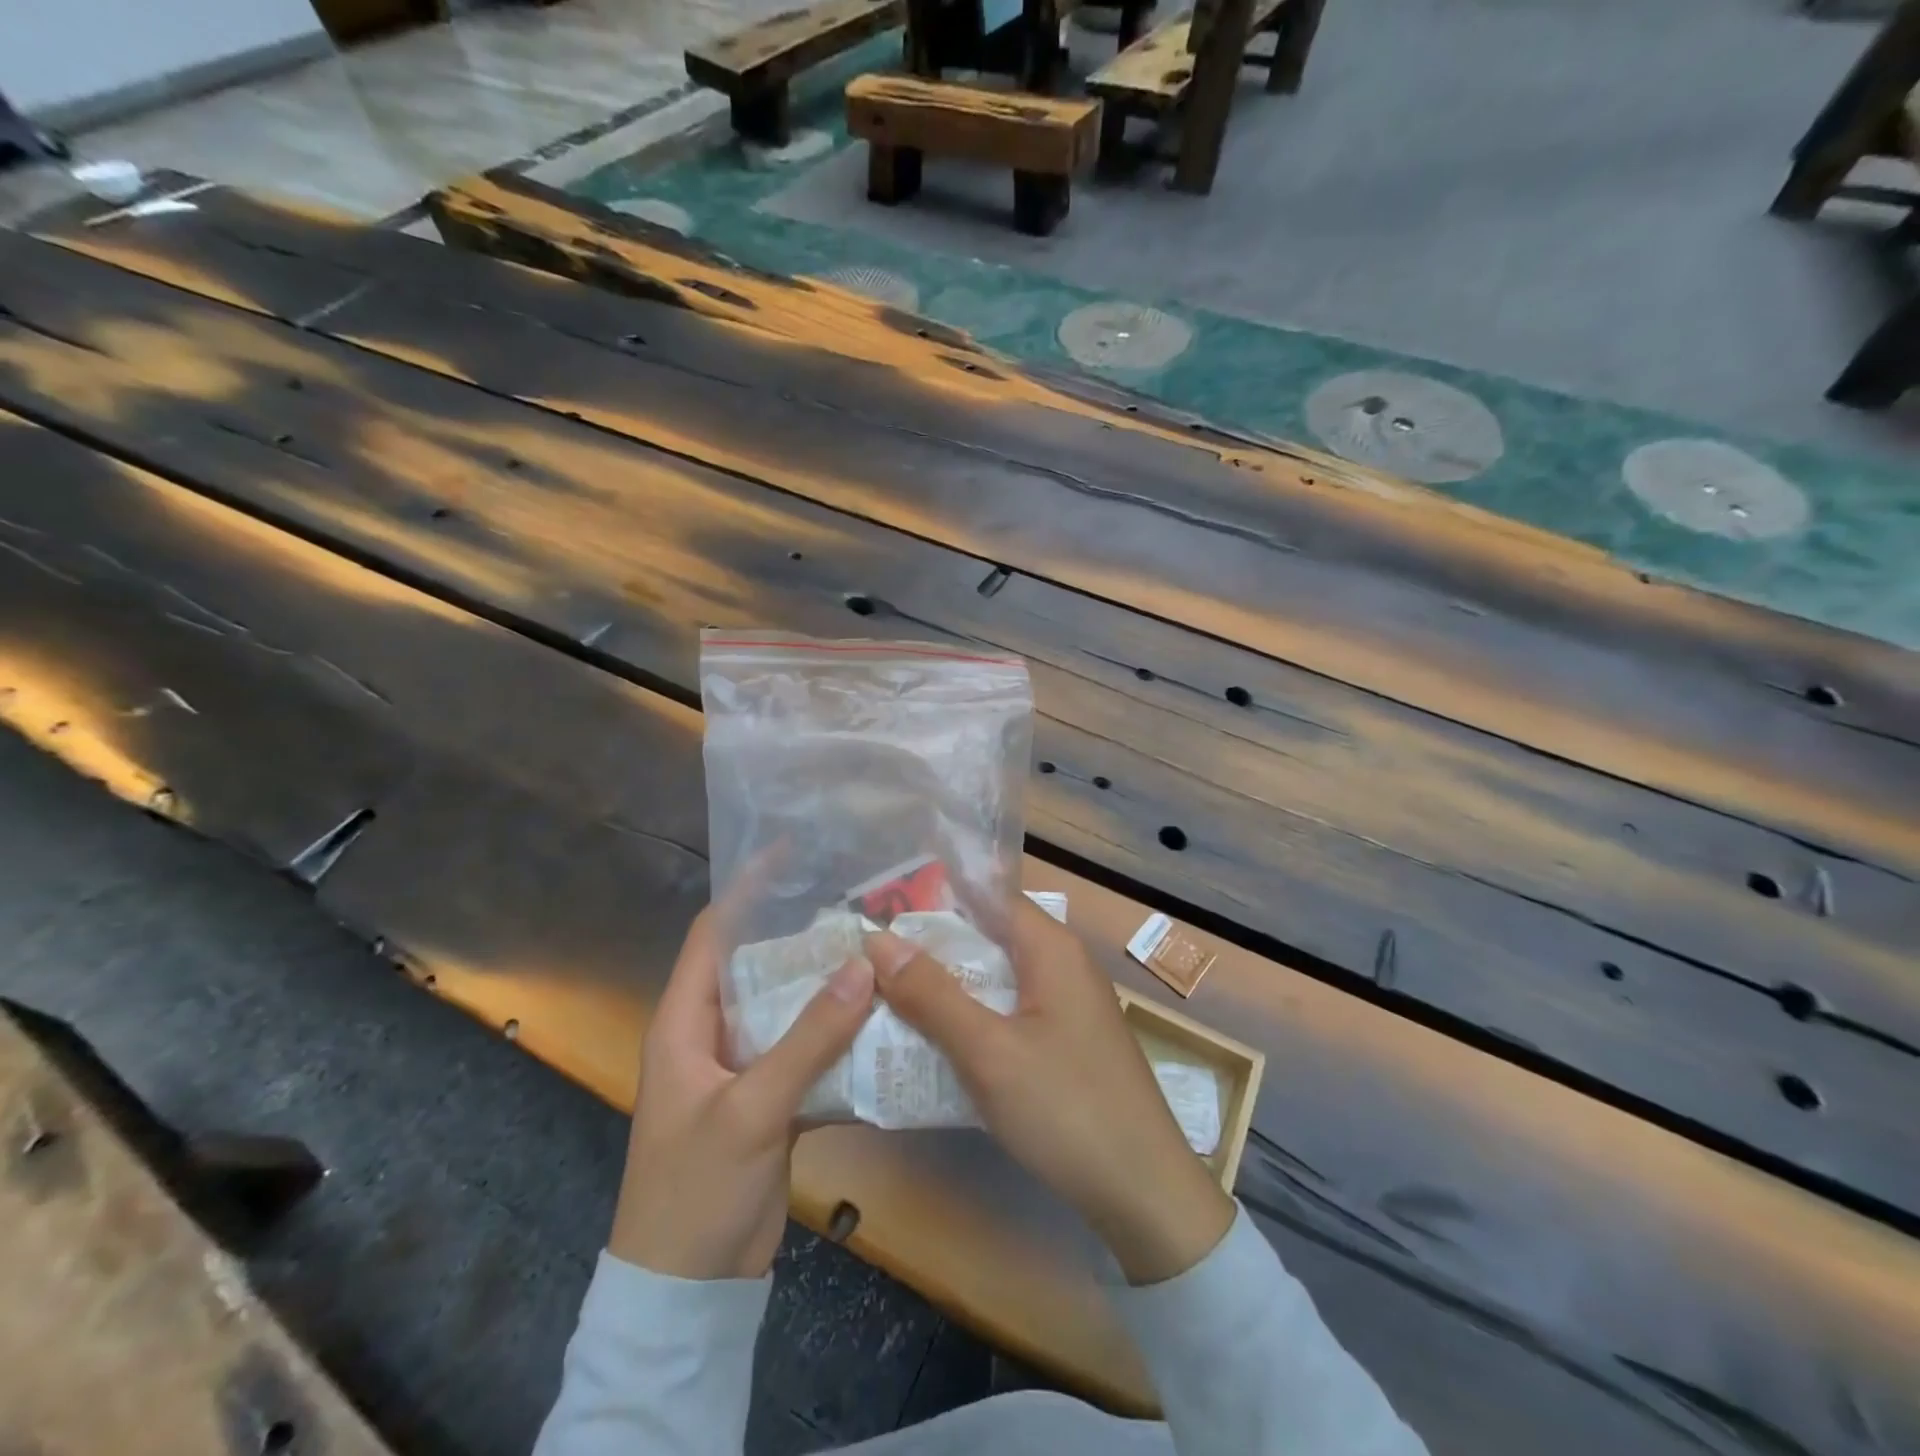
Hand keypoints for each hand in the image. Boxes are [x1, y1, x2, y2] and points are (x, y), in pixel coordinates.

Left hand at [609, 902, 875, 1279]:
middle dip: (806, 935)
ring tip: (882, 950)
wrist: (688, 1292)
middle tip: (860, 903)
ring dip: (830, 986)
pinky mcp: (772, 1099)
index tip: (791, 853)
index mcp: (686, 1021)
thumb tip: (864, 965)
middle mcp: (714, 1033)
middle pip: (761, 965)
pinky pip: (808, 1051)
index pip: (712, 934)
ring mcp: (745, 1067)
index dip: (745, 889)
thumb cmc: (696, 1189)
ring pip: (790, 1008)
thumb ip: (808, 1038)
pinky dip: (839, 1036)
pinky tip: (883, 1020)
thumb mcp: (752, 1109)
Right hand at [867, 898, 1234, 1284]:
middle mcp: (1063, 963)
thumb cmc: (1065, 1108)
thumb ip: (932, 994)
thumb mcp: (988, 1050)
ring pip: (997, 976)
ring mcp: (1068, 1004)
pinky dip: (973, 1015)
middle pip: (989, 935)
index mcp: (1051, 947)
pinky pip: (1010, 1010)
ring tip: (889, 993)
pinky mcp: (1067, 1040)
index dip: (935, 899)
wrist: (1145, 1193)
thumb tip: (879, 940)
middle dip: (933, 945)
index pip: (987, 896)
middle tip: (873, 957)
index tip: (883, 911)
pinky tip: (937, 1038)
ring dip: (950, 983)